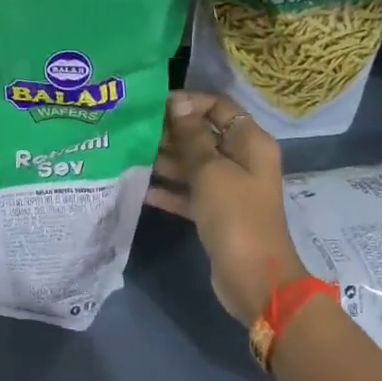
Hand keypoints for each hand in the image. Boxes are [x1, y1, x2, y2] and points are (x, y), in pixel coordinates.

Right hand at [148, 90, 304, 325]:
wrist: (253, 278)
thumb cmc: (235, 216)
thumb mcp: (211, 171)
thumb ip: (191, 137)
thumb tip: (176, 104)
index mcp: (250, 142)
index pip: (218, 107)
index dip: (188, 102)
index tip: (153, 106)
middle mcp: (240, 159)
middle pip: (202, 134)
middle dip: (170, 132)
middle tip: (132, 131)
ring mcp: (228, 187)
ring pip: (192, 163)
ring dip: (163, 159)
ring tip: (128, 155)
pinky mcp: (214, 212)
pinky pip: (187, 191)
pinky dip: (167, 189)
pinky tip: (138, 187)